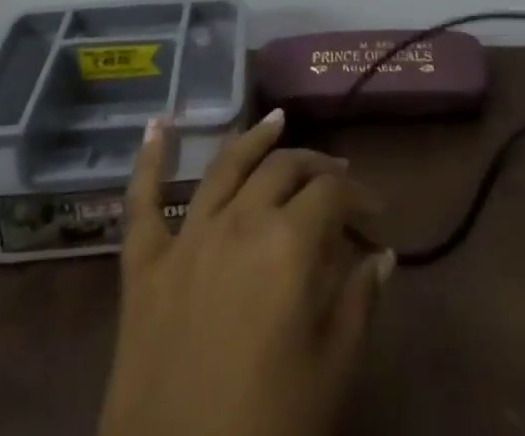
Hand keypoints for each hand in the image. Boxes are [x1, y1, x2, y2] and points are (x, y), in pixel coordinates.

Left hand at [97, 109, 394, 435]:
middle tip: (336, 177)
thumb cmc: (267, 431)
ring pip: (226, 166)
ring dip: (254, 138)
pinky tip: (156, 125)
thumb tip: (382, 255)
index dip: (360, 194)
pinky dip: (148, 160)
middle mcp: (240, 221)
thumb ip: (359, 303)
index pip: (333, 193)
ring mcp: (187, 238)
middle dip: (317, 166)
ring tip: (276, 120)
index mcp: (289, 243)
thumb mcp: (332, 374)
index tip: (377, 213)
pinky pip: (142, 203)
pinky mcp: (143, 266)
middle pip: (284, 168)